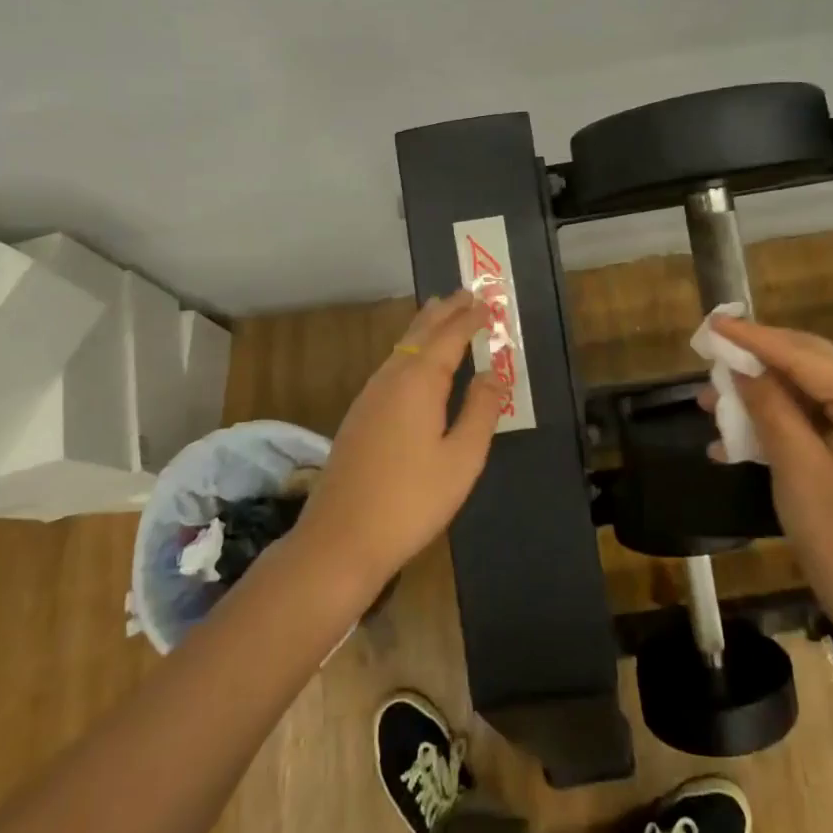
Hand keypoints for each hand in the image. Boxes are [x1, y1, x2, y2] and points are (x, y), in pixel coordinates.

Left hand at [293, 290, 506, 591]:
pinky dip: (409, 350)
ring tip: (442, 315)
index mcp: (419, 383)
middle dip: (444, 312)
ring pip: (400, 348)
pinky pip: (390, 366)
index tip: (487, 302)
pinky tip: (414, 363)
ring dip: (424, 328)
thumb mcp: (461, 459)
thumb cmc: (411, 500)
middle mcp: (390, 379)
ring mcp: (369, 396)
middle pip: (419, 334)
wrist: (340, 539)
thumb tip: (492, 373)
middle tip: (465, 293)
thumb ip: (480, 411)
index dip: (469, 318)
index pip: (449, 337)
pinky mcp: (359, 415)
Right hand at [707, 316, 832, 630]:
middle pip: (812, 366)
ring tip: (713, 399)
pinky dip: (777, 423)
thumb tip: (740, 368)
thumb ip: (768, 407)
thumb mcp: (796, 466)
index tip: (715, 323)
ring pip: (809, 394)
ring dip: (762, 394)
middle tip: (714, 350)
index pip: (808, 357)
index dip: (757, 339)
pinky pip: (815, 422)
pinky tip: (736, 438)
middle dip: (759, 360)